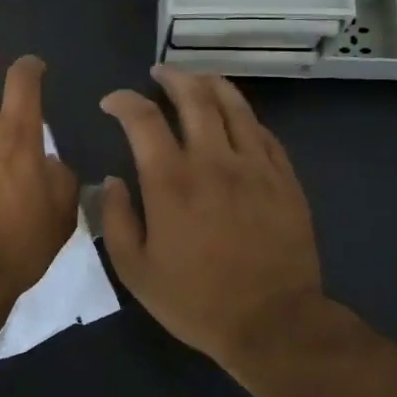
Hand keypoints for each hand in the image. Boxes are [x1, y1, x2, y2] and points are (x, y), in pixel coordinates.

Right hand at [98, 66, 325, 366]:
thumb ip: (115, 219)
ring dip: (211, 84)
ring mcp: (255, 168)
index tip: (112, 103)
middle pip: (194, 98)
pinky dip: (244, 116)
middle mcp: (214, 162)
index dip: (124, 101)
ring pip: (234, 106)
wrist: (274, 324)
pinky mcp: (285, 180)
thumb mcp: (135, 270)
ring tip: (197, 79)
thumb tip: (111, 181)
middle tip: (158, 73)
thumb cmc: (196, 301)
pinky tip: (235, 117)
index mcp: (171, 182)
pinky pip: (264, 133)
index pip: (143, 119)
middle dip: (172, 77)